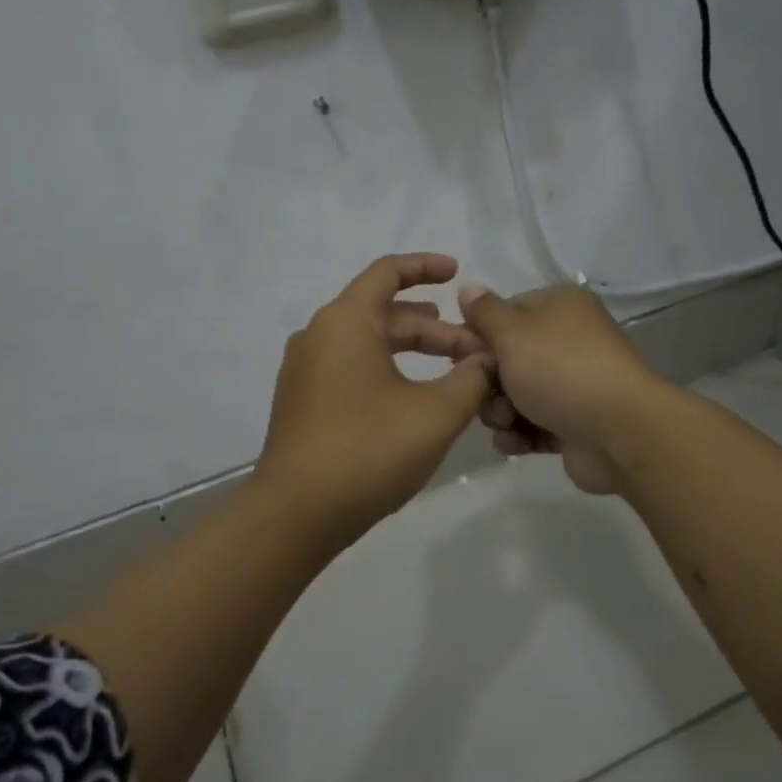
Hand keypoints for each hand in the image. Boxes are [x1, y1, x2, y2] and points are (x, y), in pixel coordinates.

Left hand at [252, 254, 493, 553]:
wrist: (296, 514)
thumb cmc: (369, 451)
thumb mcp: (436, 413)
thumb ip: (470, 378)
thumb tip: (485, 360)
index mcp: (345, 321)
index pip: (387, 273)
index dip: (426, 267)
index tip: (458, 274)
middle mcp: (319, 335)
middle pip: (383, 313)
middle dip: (434, 327)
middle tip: (475, 349)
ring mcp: (305, 370)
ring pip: (368, 343)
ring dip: (412, 350)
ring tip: (454, 368)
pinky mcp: (303, 401)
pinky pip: (351, 367)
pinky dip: (387, 370)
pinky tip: (415, 397)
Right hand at [458, 282, 667, 495]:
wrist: (618, 433)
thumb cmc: (559, 370)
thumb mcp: (513, 333)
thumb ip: (485, 312)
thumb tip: (469, 288)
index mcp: (560, 307)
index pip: (506, 312)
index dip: (479, 334)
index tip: (459, 356)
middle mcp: (568, 340)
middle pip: (508, 357)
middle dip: (488, 381)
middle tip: (482, 395)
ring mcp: (573, 384)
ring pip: (517, 394)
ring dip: (500, 411)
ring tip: (506, 422)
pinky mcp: (574, 423)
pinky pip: (534, 424)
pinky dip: (520, 433)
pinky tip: (514, 443)